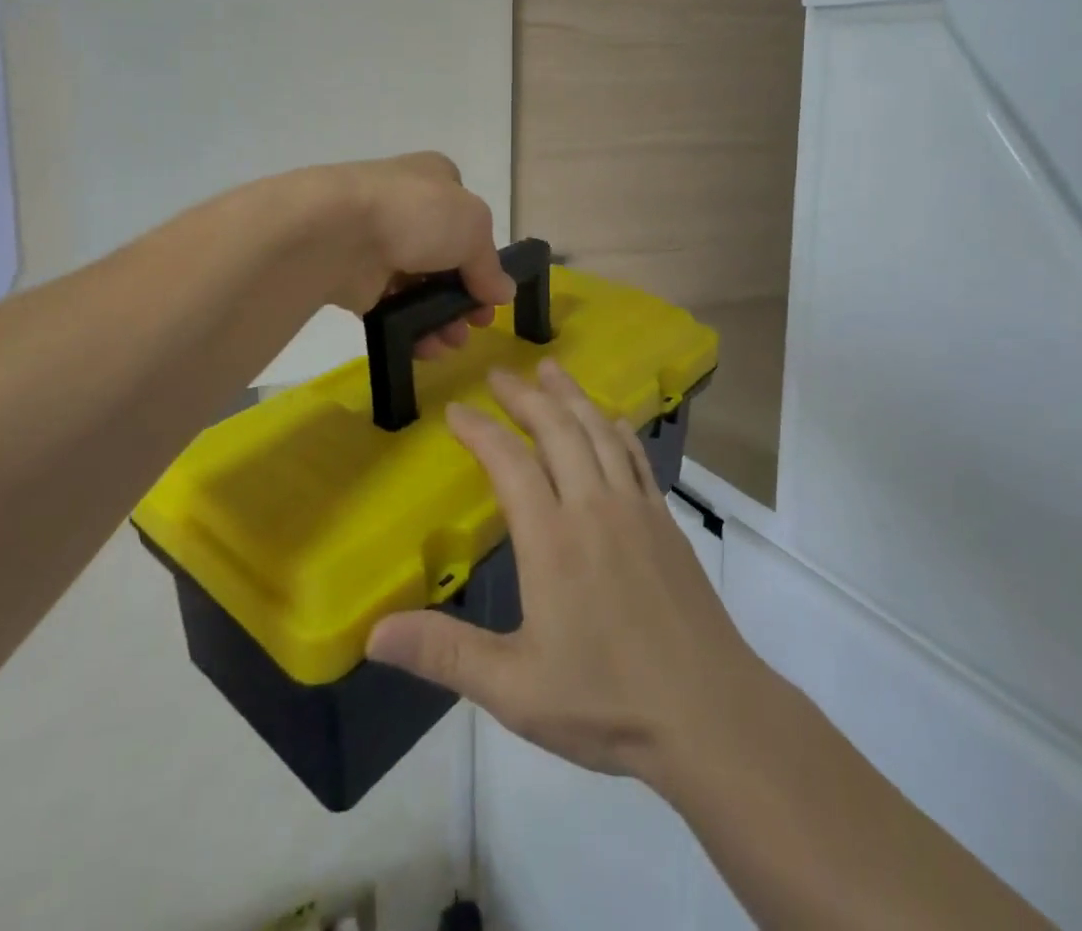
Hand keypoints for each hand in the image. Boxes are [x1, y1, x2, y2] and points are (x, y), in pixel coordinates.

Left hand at [320, 152, 515, 356]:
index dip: (483, 256)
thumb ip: (489, 264)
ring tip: (450, 343)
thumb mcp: (473, 228)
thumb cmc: (416, 214)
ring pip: (419, 286)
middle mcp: (406, 208)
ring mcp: (378, 242)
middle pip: (446, 258)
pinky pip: (390, 307)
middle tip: (476, 324)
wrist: (336, 232)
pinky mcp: (355, 277)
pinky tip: (424, 346)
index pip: (467, 217)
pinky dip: (409, 328)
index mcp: (435, 179)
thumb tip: (503, 292)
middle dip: (464, 296)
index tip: (492, 292)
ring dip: (440, 318)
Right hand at [366, 361, 766, 781]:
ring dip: (571, 396)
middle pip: (557, 430)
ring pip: (599, 431)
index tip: (455, 410)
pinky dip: (616, 427)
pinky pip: (636, 455)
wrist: (709, 712)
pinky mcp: (666, 520)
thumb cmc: (607, 701)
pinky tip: (609, 420)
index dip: (480, 430)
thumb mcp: (515, 688)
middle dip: (525, 396)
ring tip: (551, 369)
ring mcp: (636, 508)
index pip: (509, 462)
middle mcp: (594, 507)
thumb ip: (445, 654)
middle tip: (500, 374)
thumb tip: (372, 634)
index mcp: (552, 539)